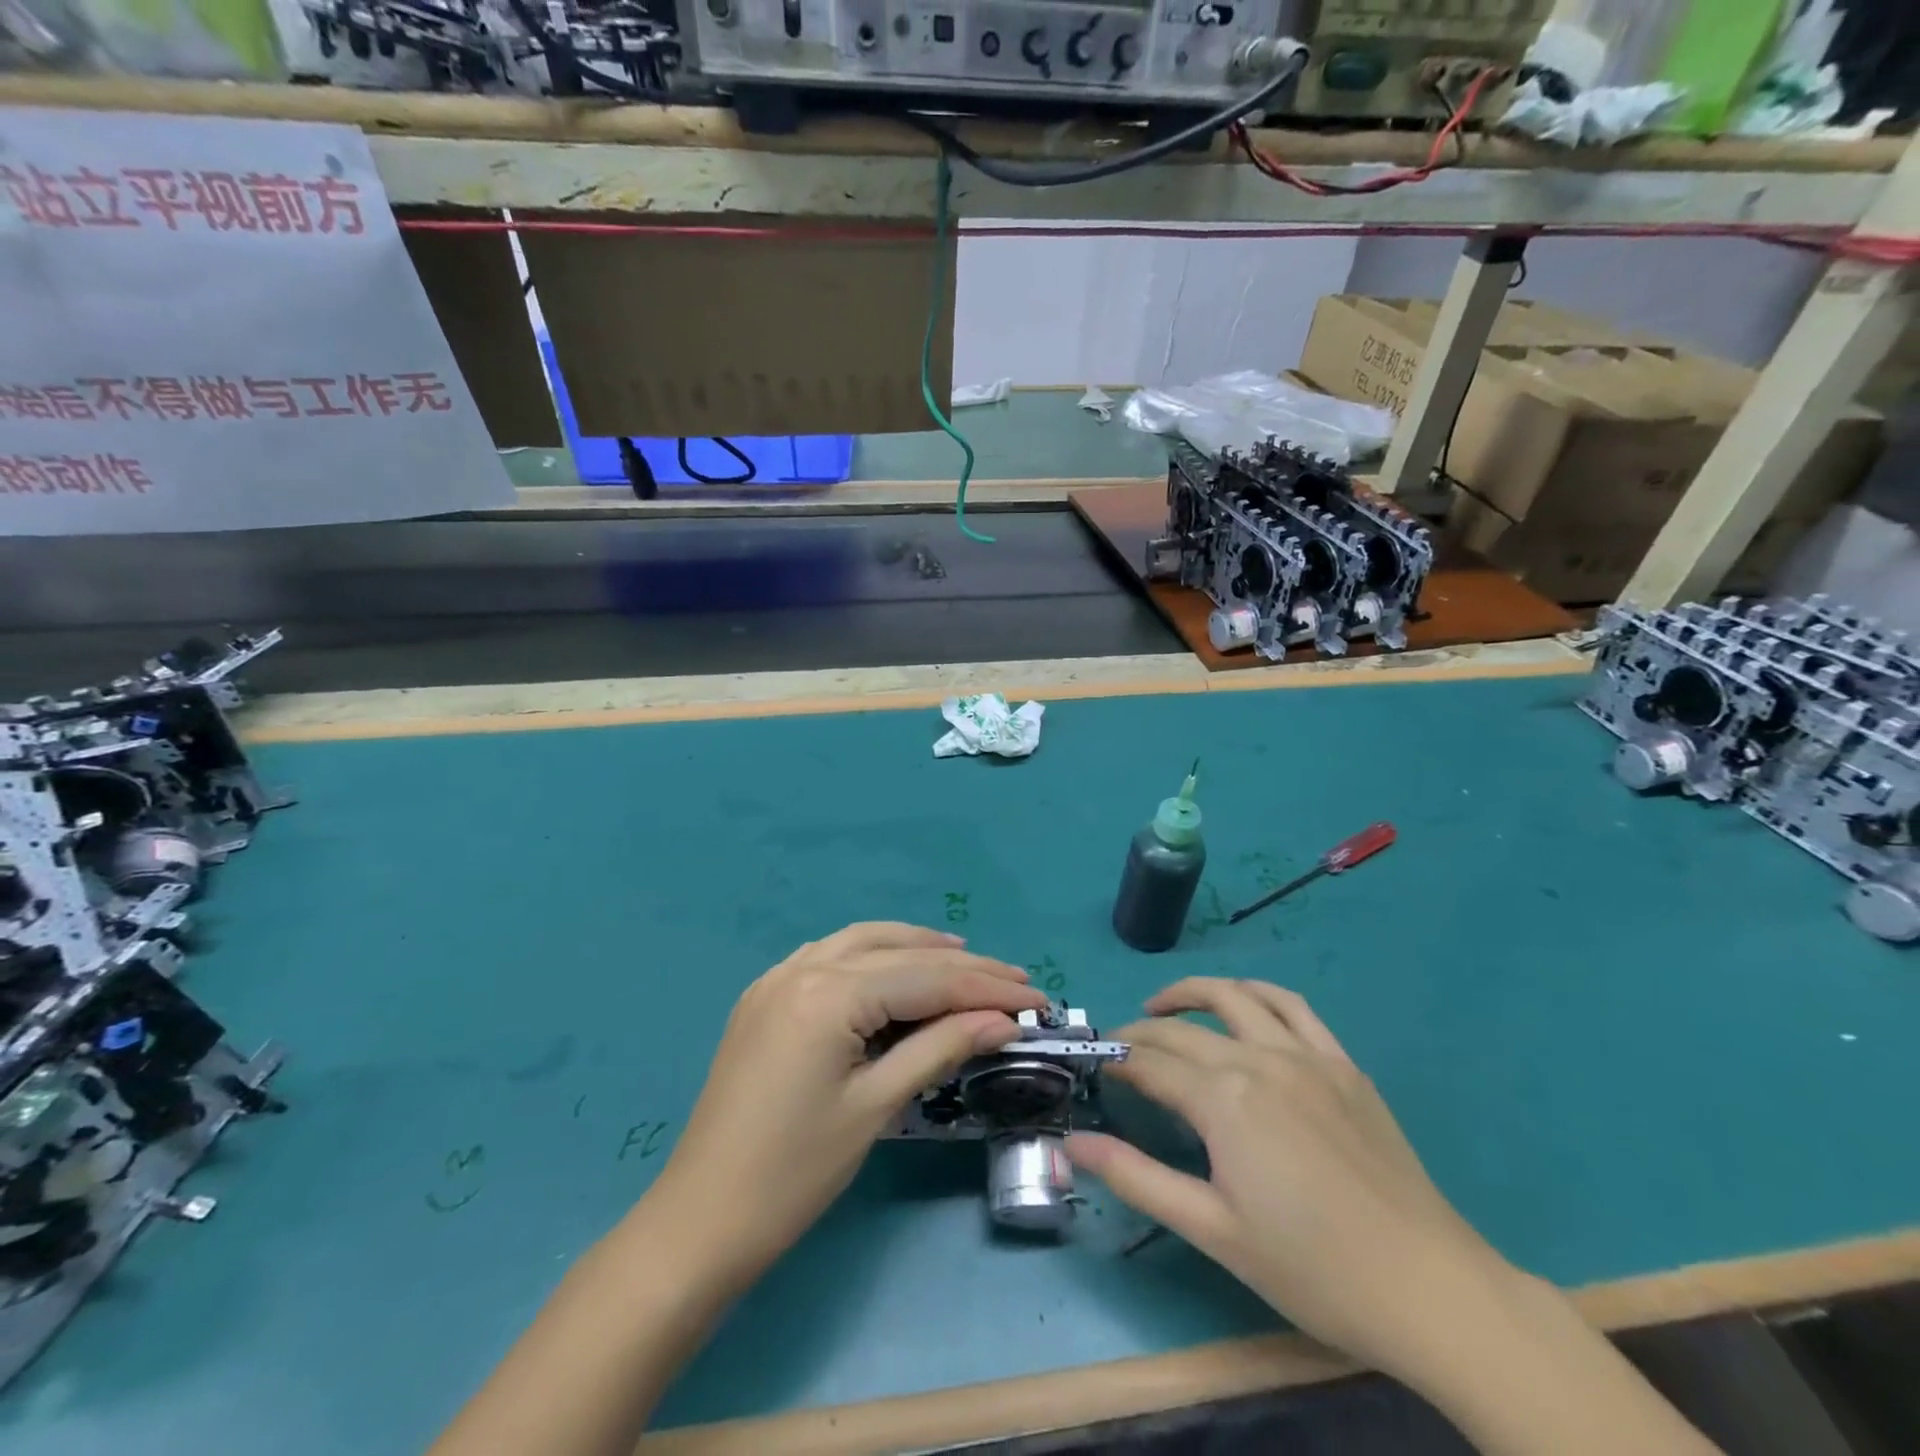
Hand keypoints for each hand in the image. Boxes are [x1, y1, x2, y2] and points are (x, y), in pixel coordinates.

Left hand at [644, 922, 1049, 1284]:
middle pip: (899, 953)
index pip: (925, 978)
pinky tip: (896, 970)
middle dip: (961, 967)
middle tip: (1015, 981)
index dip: (986, 988)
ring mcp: (778, 977)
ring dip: (916, 948)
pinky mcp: (767, 996)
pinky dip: (873, 956)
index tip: (1035, 998)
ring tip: (964, 960)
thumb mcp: (876, 1106)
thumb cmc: (795, 1172)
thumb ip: (940, 1048)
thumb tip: (1000, 1021)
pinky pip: (830, 956)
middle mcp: (802, 967)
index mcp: (828, 994)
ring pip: (862, 942)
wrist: (701, 1219)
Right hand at [1068, 978, 1502, 1380]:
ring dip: (1191, 994)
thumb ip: (1136, 1178)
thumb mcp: (1212, 1230)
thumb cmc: (1312, 1268)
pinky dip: (1256, 993)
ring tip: (1164, 1008)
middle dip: (1140, 1034)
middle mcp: (1259, 1059)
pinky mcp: (1342, 1064)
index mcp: (1224, 1100)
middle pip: (1182, 1031)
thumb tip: (1074, 1142)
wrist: (1428, 1288)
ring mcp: (1306, 1055)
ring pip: (1235, 996)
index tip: (1094, 1064)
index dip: (1116, 1060)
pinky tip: (1243, 1005)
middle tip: (1119, 1050)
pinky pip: (1292, 1006)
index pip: (1150, 1063)